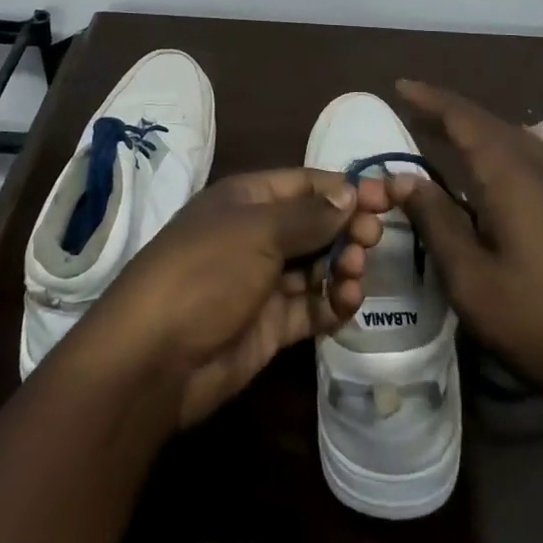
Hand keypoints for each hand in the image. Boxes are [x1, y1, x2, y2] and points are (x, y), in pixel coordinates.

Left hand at [68, 168, 389, 427]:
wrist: (156, 358)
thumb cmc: (207, 271)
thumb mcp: (259, 231)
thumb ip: (310, 215)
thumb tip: (350, 193)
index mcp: (248, 199)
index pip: (306, 184)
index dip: (345, 189)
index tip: (386, 197)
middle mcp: (257, 234)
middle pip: (315, 224)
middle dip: (347, 228)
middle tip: (372, 240)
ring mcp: (262, 281)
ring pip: (316, 265)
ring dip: (342, 266)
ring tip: (353, 275)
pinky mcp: (269, 325)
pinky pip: (310, 306)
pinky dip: (332, 302)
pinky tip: (347, 302)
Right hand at [390, 80, 542, 427]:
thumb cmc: (540, 322)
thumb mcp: (472, 280)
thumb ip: (436, 222)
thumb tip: (403, 179)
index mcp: (510, 177)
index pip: (464, 120)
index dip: (430, 100)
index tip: (399, 86)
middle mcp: (538, 169)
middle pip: (488, 123)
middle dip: (449, 111)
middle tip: (412, 107)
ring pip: (511, 137)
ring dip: (475, 128)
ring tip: (444, 131)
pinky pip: (527, 155)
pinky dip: (497, 147)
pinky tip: (491, 166)